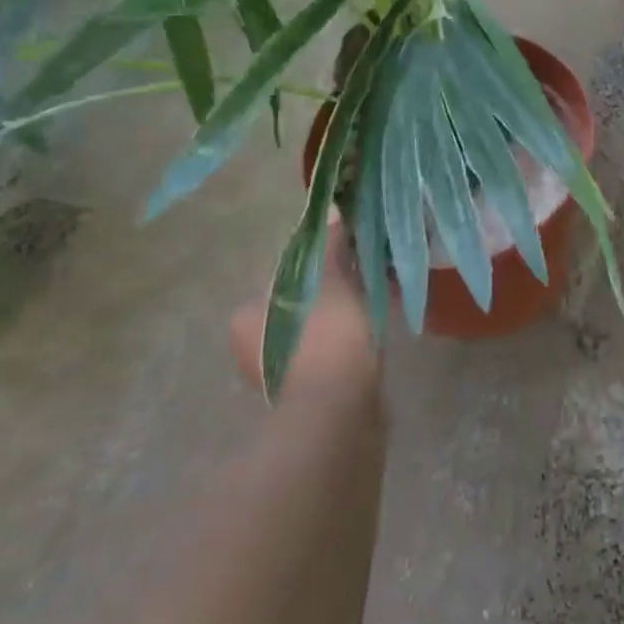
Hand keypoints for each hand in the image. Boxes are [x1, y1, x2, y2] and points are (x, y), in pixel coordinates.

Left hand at [230, 214, 379, 398]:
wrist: (338, 414)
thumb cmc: (327, 339)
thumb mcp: (333, 283)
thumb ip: (331, 247)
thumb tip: (332, 209)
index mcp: (247, 318)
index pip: (282, 277)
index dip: (317, 265)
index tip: (346, 260)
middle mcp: (252, 349)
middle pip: (298, 304)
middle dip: (330, 291)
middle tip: (363, 279)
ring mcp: (278, 376)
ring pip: (314, 329)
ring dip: (340, 317)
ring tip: (375, 303)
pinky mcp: (306, 395)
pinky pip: (327, 353)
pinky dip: (345, 341)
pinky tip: (371, 335)